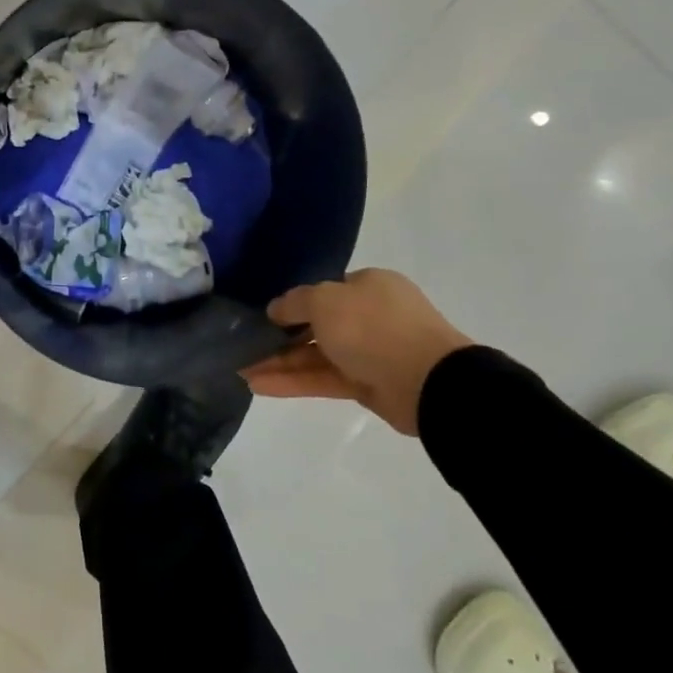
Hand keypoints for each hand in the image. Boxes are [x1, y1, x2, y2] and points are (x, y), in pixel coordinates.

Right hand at [240, 269, 471, 435]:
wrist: (430, 382)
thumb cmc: (374, 327)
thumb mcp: (325, 301)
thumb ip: (295, 303)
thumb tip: (275, 308)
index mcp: (368, 286)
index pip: (324, 291)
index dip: (293, 303)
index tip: (264, 317)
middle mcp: (370, 315)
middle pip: (317, 325)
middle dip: (280, 337)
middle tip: (245, 346)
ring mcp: (370, 352)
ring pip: (317, 355)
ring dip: (280, 362)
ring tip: (242, 370)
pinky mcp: (368, 386)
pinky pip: (324, 379)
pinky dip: (294, 381)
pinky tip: (260, 386)